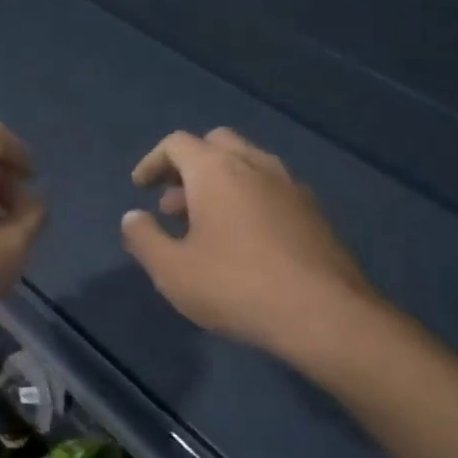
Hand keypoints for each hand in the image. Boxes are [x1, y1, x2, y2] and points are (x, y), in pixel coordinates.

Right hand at [121, 128, 378, 355]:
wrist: (324, 314)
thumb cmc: (236, 287)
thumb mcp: (172, 271)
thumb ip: (143, 238)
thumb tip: (133, 217)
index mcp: (216, 170)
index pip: (177, 143)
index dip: (153, 162)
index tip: (140, 189)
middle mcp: (255, 164)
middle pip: (216, 144)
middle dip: (189, 166)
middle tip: (174, 202)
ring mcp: (290, 185)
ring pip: (247, 165)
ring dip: (219, 183)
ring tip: (204, 226)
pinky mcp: (314, 211)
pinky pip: (271, 188)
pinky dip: (248, 198)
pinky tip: (244, 241)